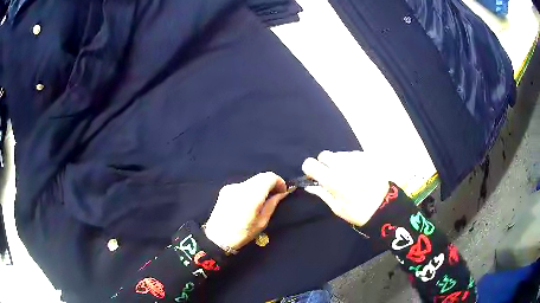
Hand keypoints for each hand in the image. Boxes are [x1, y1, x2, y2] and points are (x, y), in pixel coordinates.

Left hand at [204, 172, 289, 251]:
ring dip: (260, 186)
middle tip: (275, 195)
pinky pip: (242, 185)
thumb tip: (281, 193)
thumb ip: (272, 204)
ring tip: (261, 201)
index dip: (279, 181)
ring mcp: (231, 186)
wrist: (217, 238)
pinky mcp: (225, 190)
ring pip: (251, 181)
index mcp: (251, 194)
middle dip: (270, 183)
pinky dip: (250, 190)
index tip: (283, 191)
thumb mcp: (262, 222)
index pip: (269, 177)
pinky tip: (248, 203)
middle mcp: (241, 186)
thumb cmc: (242, 233)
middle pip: (261, 176)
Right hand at [302, 151, 390, 225]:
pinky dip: (351, 162)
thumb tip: (309, 185)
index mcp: (333, 179)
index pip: (310, 163)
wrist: (384, 207)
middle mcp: (343, 165)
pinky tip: (358, 172)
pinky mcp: (367, 157)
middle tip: (331, 175)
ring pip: (339, 154)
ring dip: (339, 162)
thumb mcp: (336, 207)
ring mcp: (356, 159)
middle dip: (324, 164)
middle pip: (324, 155)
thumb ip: (322, 193)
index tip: (314, 176)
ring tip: (348, 175)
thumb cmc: (357, 211)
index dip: (310, 169)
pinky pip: (353, 154)